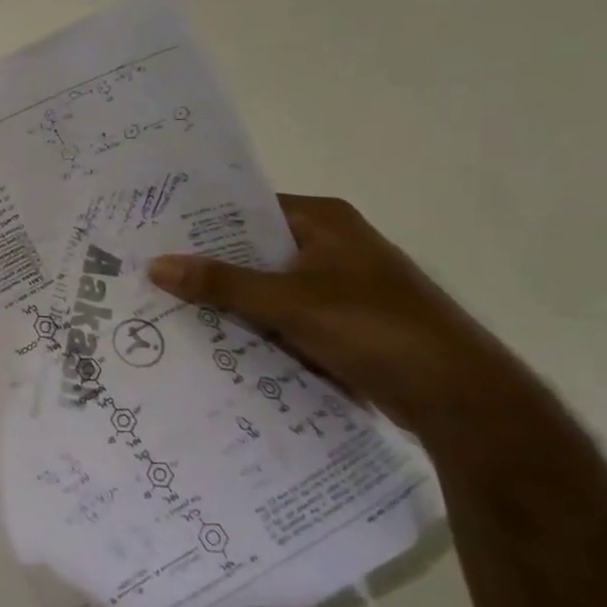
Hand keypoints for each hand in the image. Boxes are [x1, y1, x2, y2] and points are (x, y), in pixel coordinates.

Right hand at [147, 195, 545, 449]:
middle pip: (250, 248)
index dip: (198, 220)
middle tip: (146, 271)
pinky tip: (209, 337)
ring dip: (226, 298)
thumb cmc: (376, 330)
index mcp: (324, 221)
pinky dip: (251, 325)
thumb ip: (221, 283)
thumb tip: (155, 264)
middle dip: (205, 264)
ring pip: (263, 285)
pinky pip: (279, 315)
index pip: (245, 207)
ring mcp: (335, 286)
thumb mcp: (289, 302)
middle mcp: (329, 245)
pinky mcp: (339, 323)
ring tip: (164, 304)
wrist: (460, 399)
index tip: (150, 231)